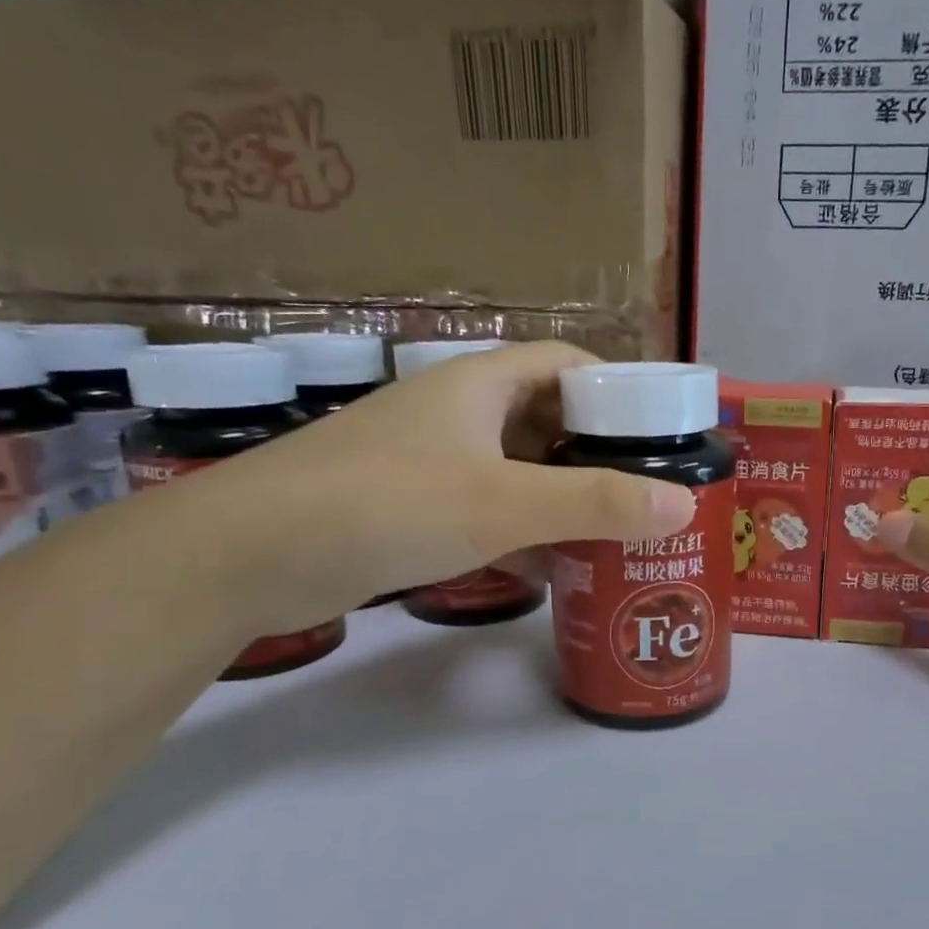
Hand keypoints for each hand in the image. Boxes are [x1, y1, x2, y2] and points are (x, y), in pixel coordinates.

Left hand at [150, 342, 695, 635]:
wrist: (247, 555)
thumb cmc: (385, 505)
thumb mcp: (501, 503)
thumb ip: (593, 502)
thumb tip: (682, 503)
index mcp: (477, 385)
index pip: (564, 364)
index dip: (615, 389)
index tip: (657, 433)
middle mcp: (455, 414)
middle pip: (545, 419)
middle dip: (596, 452)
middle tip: (646, 493)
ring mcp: (428, 462)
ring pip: (515, 469)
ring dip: (561, 496)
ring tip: (614, 531)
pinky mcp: (408, 508)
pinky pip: (484, 508)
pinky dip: (521, 529)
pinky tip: (551, 564)